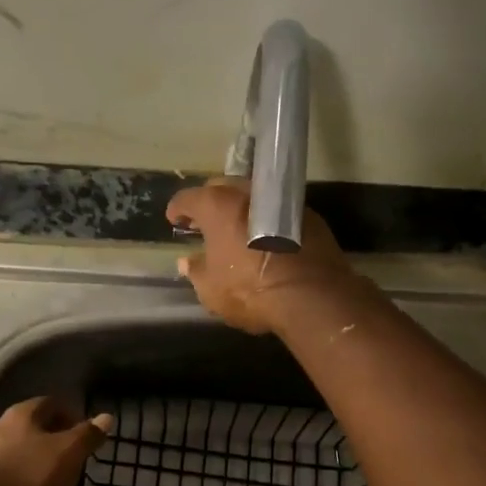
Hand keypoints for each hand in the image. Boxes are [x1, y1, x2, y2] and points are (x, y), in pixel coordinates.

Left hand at [0, 397, 112, 485]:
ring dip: (34, 458)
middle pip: (31, 425)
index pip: (50, 403)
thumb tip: (107, 417)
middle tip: (71, 455)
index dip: (70, 414)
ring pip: (16, 448)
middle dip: (51, 437)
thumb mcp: (68, 454)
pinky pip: (5, 471)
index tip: (84, 433)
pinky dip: (20, 477)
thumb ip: (87, 436)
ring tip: (52, 478)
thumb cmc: (30, 476)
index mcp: (22, 414)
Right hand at [166, 178, 360, 334]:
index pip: (188, 198)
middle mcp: (248, 194)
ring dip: (242, 210)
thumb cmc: (249, 290)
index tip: (174, 219)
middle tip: (205, 222)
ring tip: (236, 230)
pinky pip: (278, 212)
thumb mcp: (211, 290)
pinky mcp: (309, 216)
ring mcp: (281, 201)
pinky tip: (266, 240)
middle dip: (210, 202)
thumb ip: (196, 271)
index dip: (178, 209)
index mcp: (217, 206)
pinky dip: (267, 221)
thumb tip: (187, 261)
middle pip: (222, 188)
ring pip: (253, 197)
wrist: (311, 297)